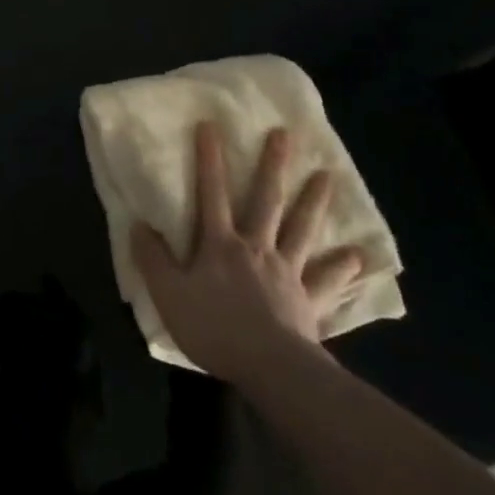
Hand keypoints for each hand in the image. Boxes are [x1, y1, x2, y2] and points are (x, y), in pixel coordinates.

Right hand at [131, 123, 364, 384]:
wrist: (270, 369)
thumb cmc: (215, 329)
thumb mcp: (169, 295)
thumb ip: (152, 259)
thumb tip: (137, 224)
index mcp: (221, 245)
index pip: (211, 193)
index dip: (209, 159)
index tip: (211, 124)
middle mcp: (256, 248)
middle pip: (266, 200)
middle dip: (273, 166)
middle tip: (285, 135)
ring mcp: (286, 272)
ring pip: (301, 229)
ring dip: (313, 202)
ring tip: (327, 176)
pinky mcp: (308, 301)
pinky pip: (326, 282)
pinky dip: (341, 268)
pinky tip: (357, 257)